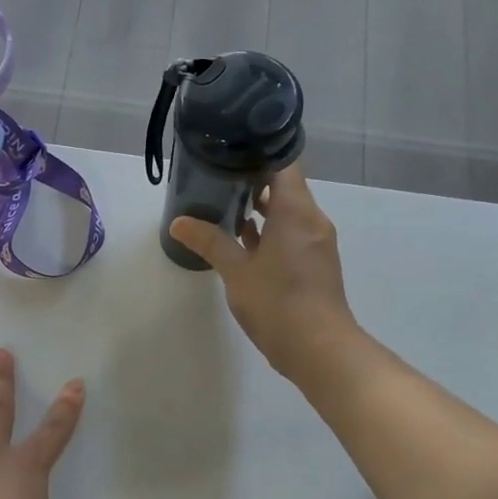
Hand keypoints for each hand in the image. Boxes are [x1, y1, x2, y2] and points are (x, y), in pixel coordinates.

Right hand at [167, 163, 361, 386]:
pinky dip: (270, 230)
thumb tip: (178, 223)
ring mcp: (316, 243)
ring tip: (223, 202)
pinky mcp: (314, 264)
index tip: (231, 149)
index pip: (283, 164)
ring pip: (288, 212)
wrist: (319, 349)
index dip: (259, 152)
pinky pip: (291, 233)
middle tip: (217, 175)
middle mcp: (311, 220)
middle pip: (285, 186)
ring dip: (260, 207)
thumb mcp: (236, 271)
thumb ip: (209, 242)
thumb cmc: (277, 302)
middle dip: (253, 180)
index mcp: (296, 212)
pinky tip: (242, 238)